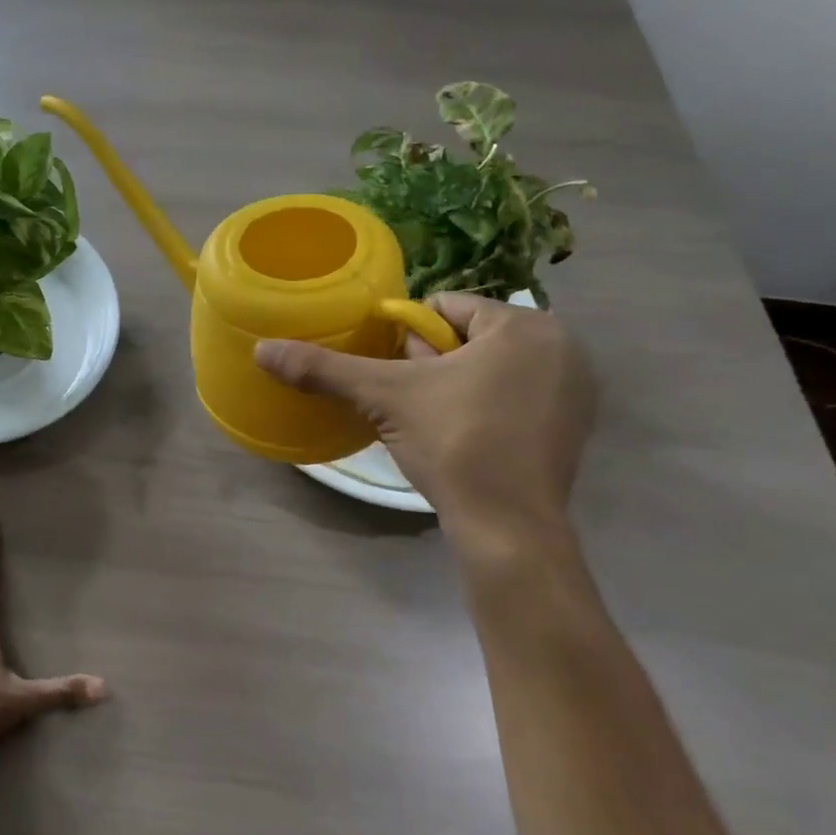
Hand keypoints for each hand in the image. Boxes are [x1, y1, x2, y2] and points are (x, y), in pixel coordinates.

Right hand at [256, 294, 595, 535]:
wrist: (507, 526)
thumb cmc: (454, 442)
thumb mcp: (383, 396)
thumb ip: (324, 368)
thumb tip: (261, 349)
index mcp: (524, 325)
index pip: (445, 308)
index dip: (406, 336)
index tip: (393, 373)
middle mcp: (561, 347)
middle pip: (468, 336)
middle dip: (430, 361)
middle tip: (408, 399)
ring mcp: (574, 390)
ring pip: (491, 367)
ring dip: (455, 384)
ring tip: (429, 420)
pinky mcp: (573, 427)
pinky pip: (514, 396)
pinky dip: (485, 407)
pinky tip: (462, 438)